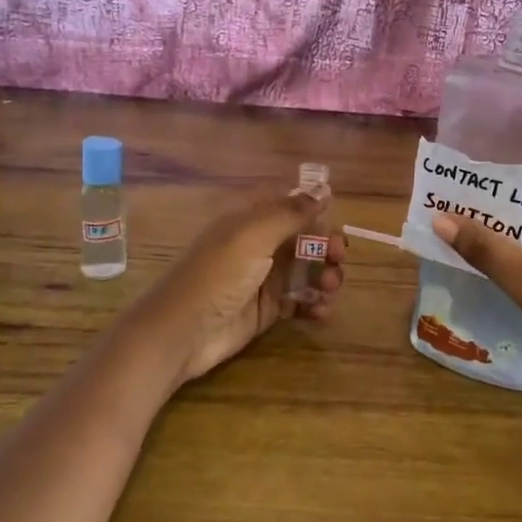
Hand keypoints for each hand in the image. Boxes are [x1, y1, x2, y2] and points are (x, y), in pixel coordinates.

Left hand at [116, 185, 344, 388]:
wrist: (183, 332)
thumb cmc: (218, 274)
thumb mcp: (253, 234)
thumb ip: (291, 212)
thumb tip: (323, 189)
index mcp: (251, 220)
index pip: (289, 205)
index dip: (314, 210)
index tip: (334, 220)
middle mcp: (259, 245)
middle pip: (303, 238)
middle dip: (325, 246)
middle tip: (338, 258)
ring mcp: (264, 278)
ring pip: (306, 269)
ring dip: (324, 275)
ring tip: (330, 288)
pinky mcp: (267, 310)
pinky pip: (300, 300)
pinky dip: (314, 303)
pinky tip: (321, 310)